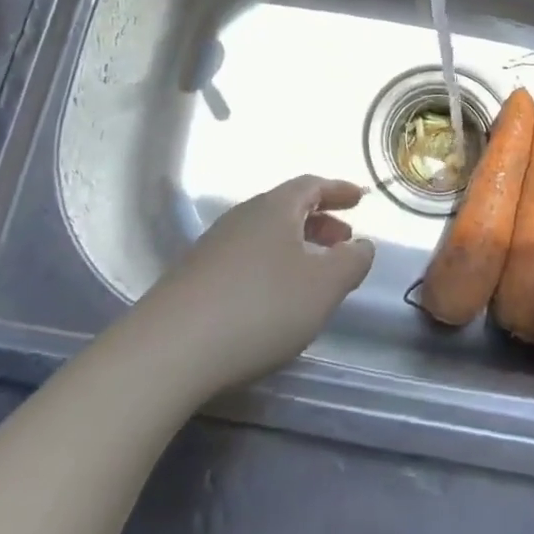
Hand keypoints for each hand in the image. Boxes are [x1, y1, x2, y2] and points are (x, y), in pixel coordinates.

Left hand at [139, 177, 374, 397]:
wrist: (171, 348)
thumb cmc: (260, 308)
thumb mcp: (322, 287)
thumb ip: (350, 262)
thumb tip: (362, 244)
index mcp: (275, 208)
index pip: (311, 185)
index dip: (338, 190)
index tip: (360, 198)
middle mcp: (243, 216)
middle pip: (287, 208)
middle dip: (320, 220)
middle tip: (343, 239)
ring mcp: (214, 245)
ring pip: (266, 233)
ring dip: (296, 244)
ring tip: (314, 271)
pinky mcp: (195, 276)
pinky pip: (246, 256)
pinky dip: (271, 264)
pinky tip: (274, 297)